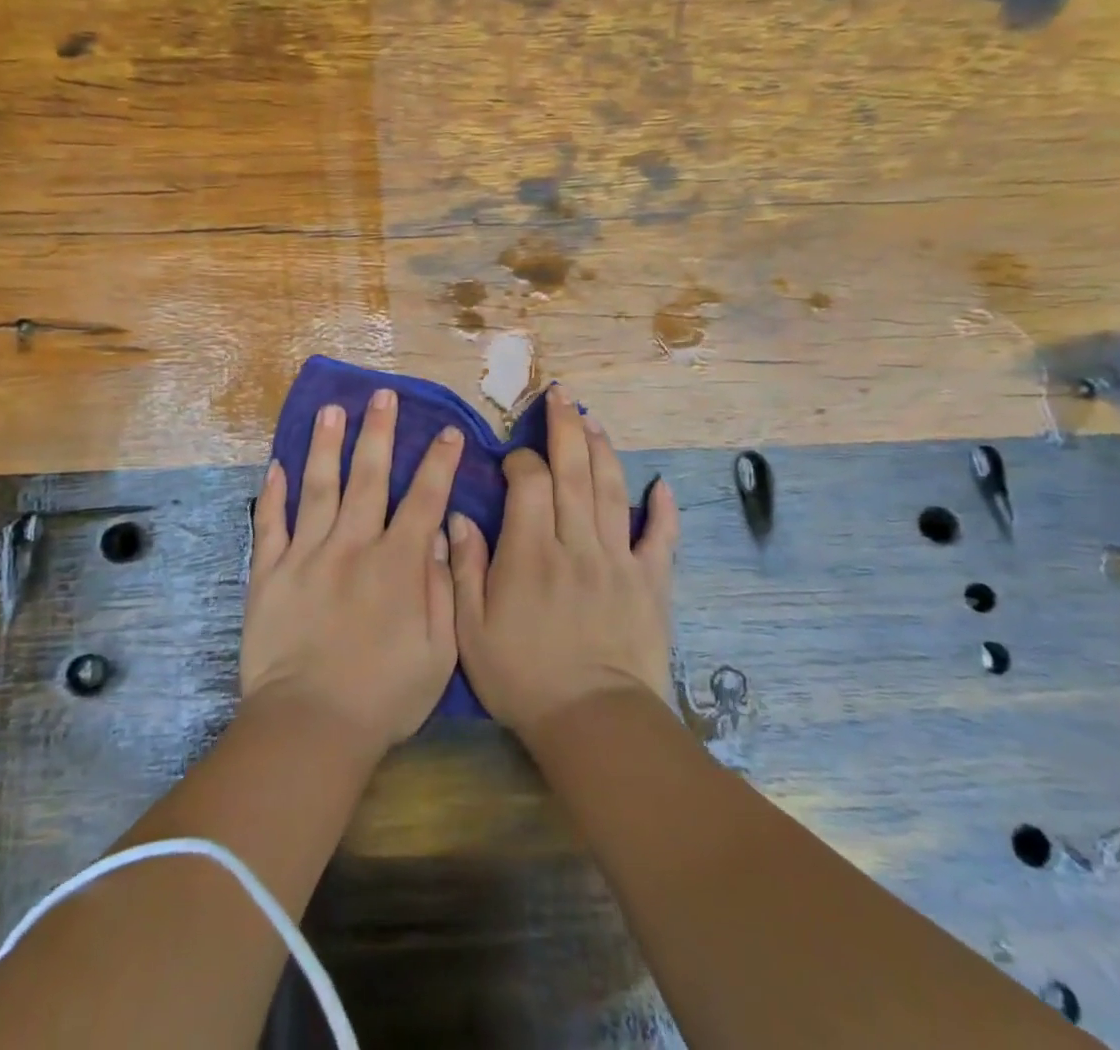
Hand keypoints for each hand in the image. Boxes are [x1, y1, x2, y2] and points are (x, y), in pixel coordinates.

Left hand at [242, 389, 463, 758]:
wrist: (310, 727)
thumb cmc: (383, 696)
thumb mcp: (439, 652)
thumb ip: (442, 588)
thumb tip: (441, 535)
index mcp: (397, 564)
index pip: (425, 499)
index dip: (439, 462)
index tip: (448, 431)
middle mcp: (353, 546)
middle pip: (368, 477)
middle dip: (379, 432)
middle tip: (383, 395)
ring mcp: (306, 556)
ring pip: (318, 487)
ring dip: (326, 445)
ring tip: (331, 409)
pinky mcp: (269, 573)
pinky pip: (270, 524)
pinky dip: (272, 493)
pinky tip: (276, 465)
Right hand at [450, 385, 678, 741]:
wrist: (593, 724)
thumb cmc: (523, 678)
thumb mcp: (471, 630)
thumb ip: (464, 569)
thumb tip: (457, 517)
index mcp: (531, 552)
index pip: (530, 484)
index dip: (521, 460)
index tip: (513, 457)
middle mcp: (577, 543)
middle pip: (574, 472)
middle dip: (566, 428)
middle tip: (562, 395)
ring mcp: (618, 560)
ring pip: (612, 491)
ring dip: (603, 451)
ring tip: (594, 420)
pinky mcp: (650, 582)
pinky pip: (660, 538)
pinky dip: (662, 510)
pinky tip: (662, 485)